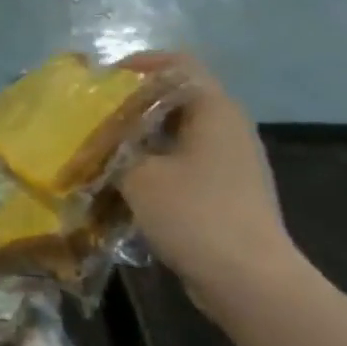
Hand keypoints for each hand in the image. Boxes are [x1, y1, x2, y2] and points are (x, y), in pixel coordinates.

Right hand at [118, 51, 298, 318]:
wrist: (250, 281)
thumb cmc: (195, 214)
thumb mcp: (140, 176)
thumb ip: (115, 150)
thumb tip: (99, 142)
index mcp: (214, 109)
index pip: (178, 64)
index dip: (139, 65)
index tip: (103, 83)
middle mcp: (228, 127)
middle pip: (176, 98)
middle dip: (133, 105)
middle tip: (95, 118)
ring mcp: (231, 161)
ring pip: (178, 133)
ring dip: (141, 139)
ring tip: (103, 151)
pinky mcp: (226, 191)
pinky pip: (185, 163)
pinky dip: (155, 165)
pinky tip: (126, 185)